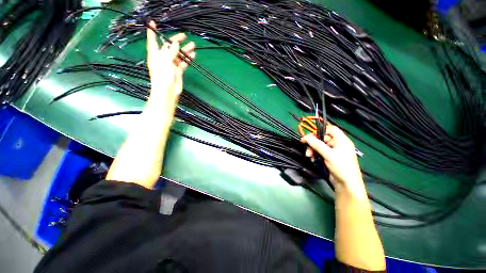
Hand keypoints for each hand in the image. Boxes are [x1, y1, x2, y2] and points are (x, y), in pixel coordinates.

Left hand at [146, 21, 194, 115]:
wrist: (168, 92)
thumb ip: (171, 52)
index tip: (153, 23)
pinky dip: (188, 59)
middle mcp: (163, 58)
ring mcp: (171, 65)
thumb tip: (176, 44)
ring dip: (185, 50)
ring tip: (193, 45)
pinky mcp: (178, 71)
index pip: (153, 41)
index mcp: (155, 55)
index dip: (152, 32)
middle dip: (176, 40)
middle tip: (184, 35)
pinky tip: (193, 55)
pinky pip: (183, 63)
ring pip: (179, 55)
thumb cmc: (163, 76)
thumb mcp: (165, 61)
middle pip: (169, 47)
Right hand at [301, 124, 366, 198]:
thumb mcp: (328, 154)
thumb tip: (306, 138)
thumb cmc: (341, 167)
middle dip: (313, 143)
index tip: (310, 136)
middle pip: (322, 138)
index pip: (331, 129)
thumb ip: (317, 145)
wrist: (346, 184)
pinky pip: (319, 153)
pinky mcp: (329, 158)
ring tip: (309, 156)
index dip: (320, 131)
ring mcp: (333, 152)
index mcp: (341, 140)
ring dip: (312, 150)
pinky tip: (313, 159)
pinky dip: (315, 155)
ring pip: (319, 146)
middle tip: (307, 148)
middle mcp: (337, 144)